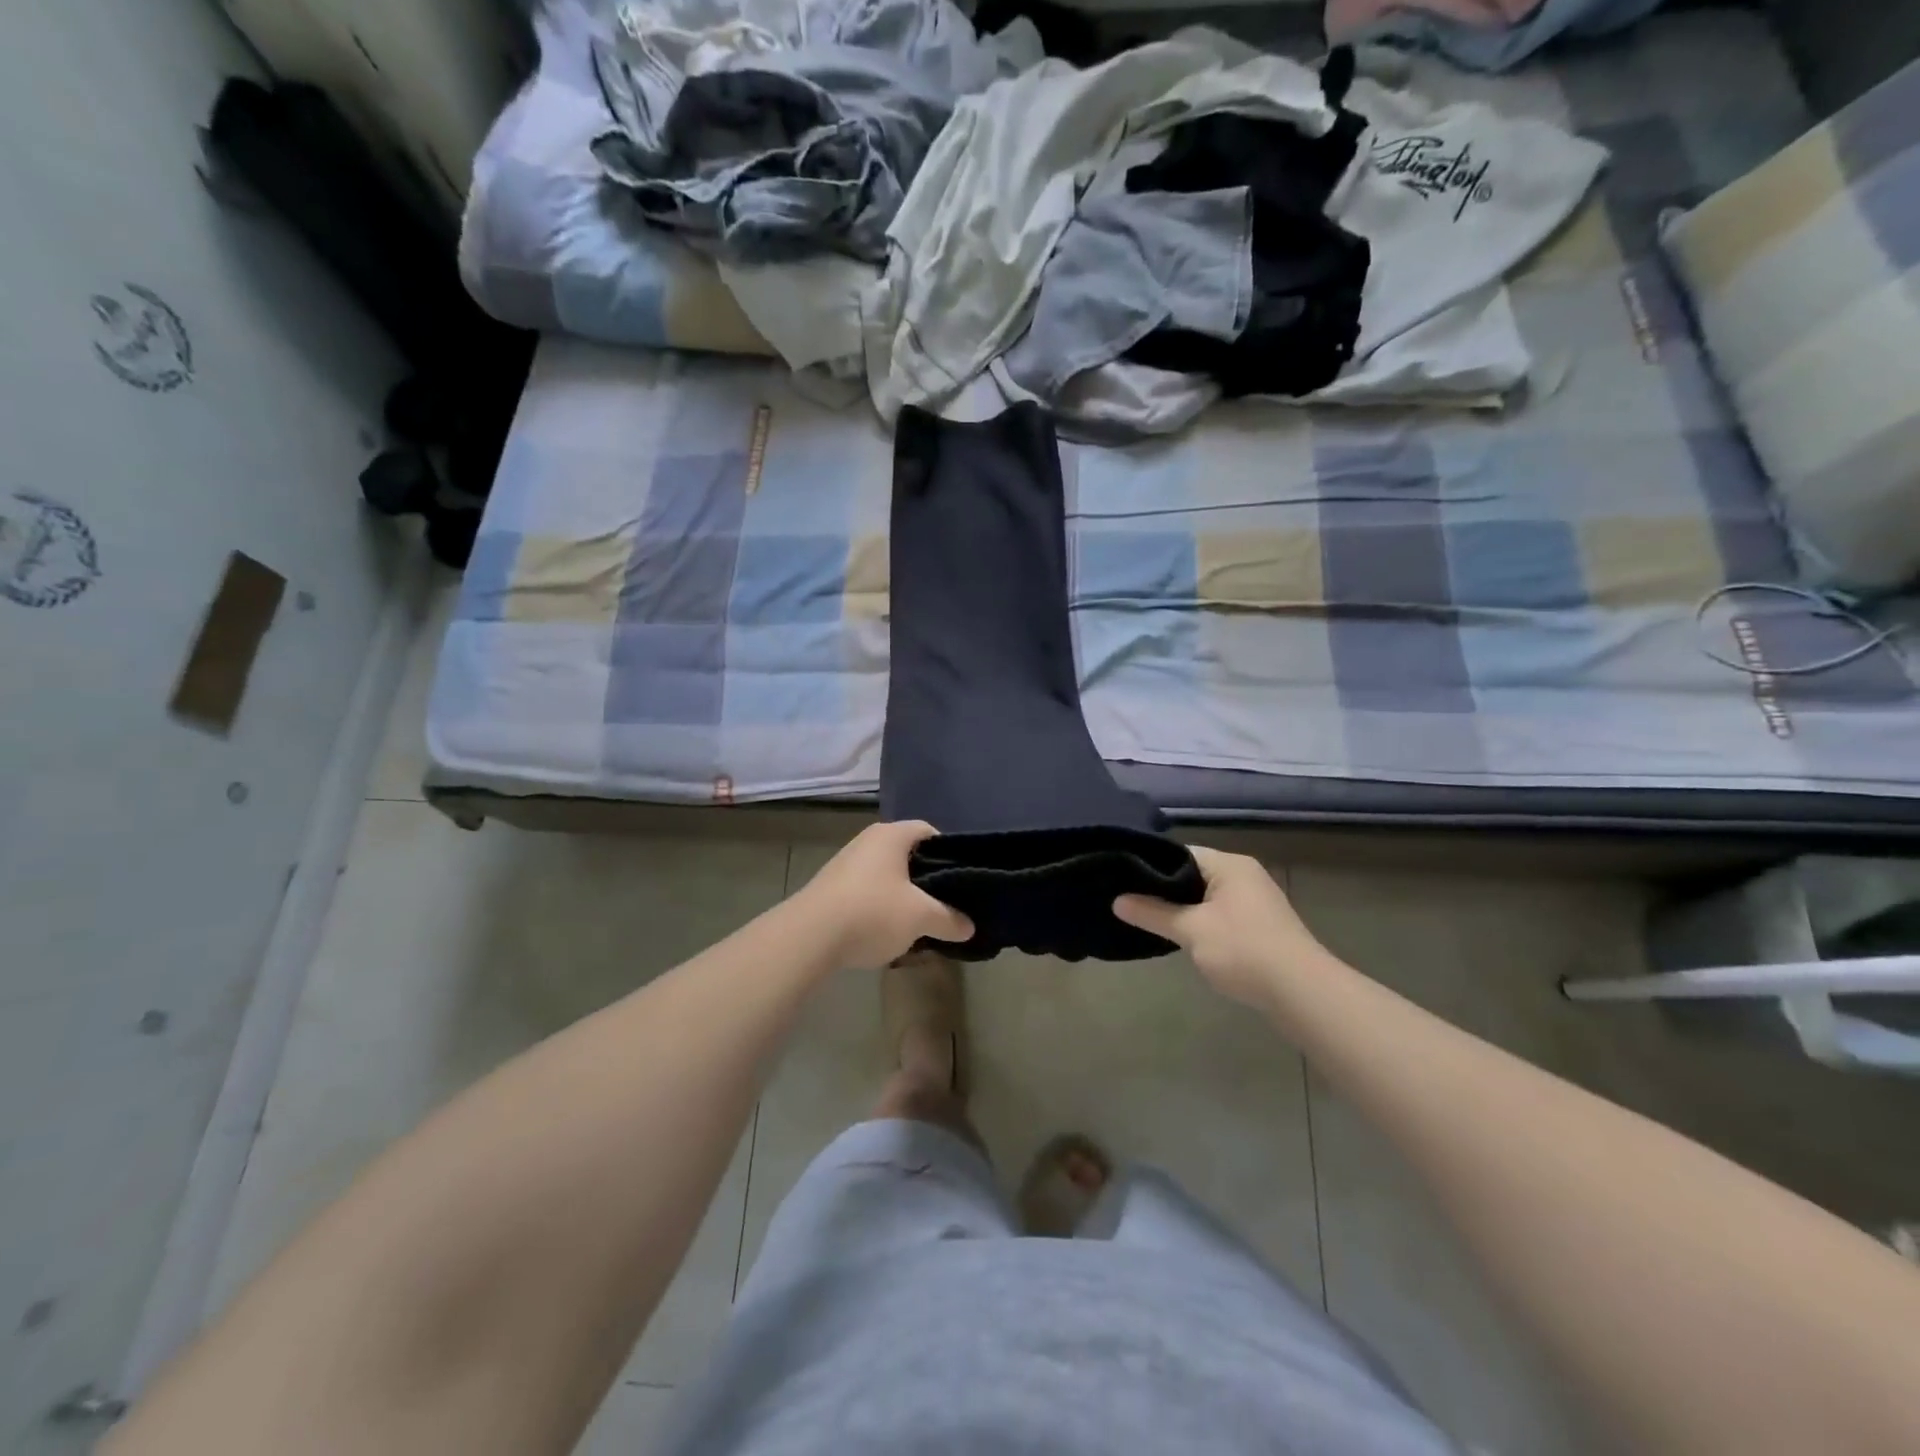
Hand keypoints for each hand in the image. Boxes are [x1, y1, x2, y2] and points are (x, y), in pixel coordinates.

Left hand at [794, 821, 973, 970]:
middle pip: (907, 854)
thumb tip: (970, 926)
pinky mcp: (830, 887)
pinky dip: (880, 906)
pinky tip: (886, 931)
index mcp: (891, 835)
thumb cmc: (872, 912)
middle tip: (945, 902)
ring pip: (886, 875)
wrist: (809, 935)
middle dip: (927, 878)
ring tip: (918, 921)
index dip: (949, 852)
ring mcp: (846, 863)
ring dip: (902, 895)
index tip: (962, 878)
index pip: (929, 831)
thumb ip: (949, 919)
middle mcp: (867, 841)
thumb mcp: (920, 917)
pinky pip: (866, 891)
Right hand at [1113, 847, 1327, 1007]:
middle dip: (1163, 890)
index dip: (1150, 865)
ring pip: (1206, 897)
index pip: (1180, 853)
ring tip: (1148, 920)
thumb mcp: (1190, 930)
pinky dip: (1200, 923)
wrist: (1302, 993)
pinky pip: (1220, 914)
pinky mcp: (1260, 926)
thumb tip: (1116, 900)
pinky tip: (1183, 939)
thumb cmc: (1243, 950)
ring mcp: (1255, 901)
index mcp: (1229, 864)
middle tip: (1129, 902)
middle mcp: (1244, 875)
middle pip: (1192, 874)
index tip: (1122, 880)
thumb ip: (1152, 913)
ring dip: (1182, 909)